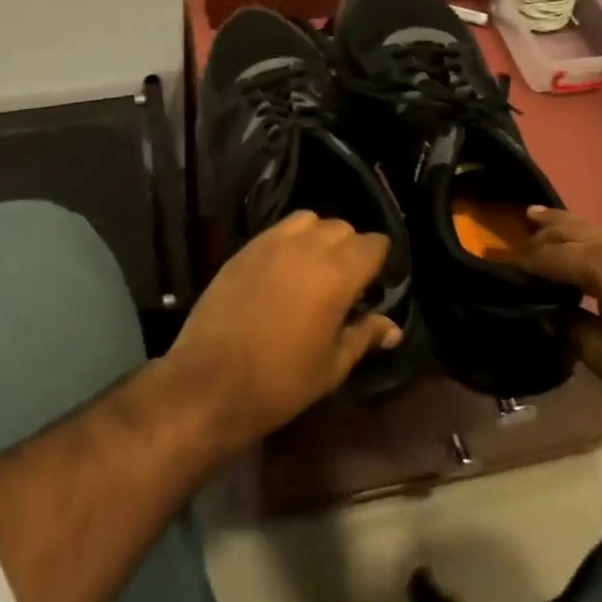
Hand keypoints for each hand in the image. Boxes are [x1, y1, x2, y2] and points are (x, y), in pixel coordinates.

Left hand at [164, 211, 401, 447]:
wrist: (209, 381)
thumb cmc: (280, 382)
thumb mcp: (332, 367)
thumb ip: (363, 336)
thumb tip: (392, 328)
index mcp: (336, 274)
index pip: (373, 244)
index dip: (379, 261)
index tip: (376, 284)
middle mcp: (306, 247)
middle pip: (342, 227)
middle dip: (351, 248)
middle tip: (346, 282)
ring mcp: (270, 243)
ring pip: (308, 220)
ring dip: (318, 237)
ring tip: (314, 269)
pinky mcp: (244, 248)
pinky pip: (277, 230)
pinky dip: (290, 241)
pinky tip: (284, 271)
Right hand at [523, 208, 601, 443]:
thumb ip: (570, 326)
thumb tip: (554, 312)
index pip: (549, 256)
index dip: (524, 264)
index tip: (502, 270)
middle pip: (572, 229)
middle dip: (543, 231)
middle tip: (515, 232)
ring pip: (596, 230)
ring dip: (567, 229)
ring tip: (539, 222)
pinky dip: (593, 240)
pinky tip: (585, 249)